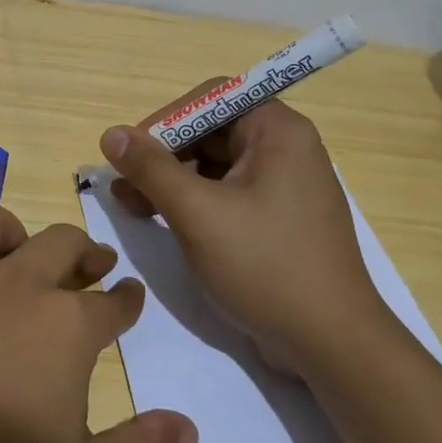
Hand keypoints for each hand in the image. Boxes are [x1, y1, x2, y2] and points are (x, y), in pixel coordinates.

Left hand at [0, 201, 196, 442]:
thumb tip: (186, 428)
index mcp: (63, 326)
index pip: (111, 303)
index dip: (126, 300)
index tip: (130, 295)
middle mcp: (12, 284)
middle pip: (59, 243)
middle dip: (84, 251)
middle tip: (91, 266)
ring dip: (12, 234)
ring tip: (16, 257)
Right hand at [98, 90, 394, 374]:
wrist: (331, 344)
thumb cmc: (264, 265)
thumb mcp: (197, 212)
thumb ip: (151, 168)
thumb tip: (111, 134)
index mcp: (278, 131)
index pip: (211, 99)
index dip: (166, 120)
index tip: (131, 152)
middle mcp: (286, 149)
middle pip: (211, 131)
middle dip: (163, 155)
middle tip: (124, 186)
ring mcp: (284, 187)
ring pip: (215, 166)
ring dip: (172, 181)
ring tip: (133, 207)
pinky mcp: (278, 220)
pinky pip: (228, 194)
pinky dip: (194, 203)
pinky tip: (163, 222)